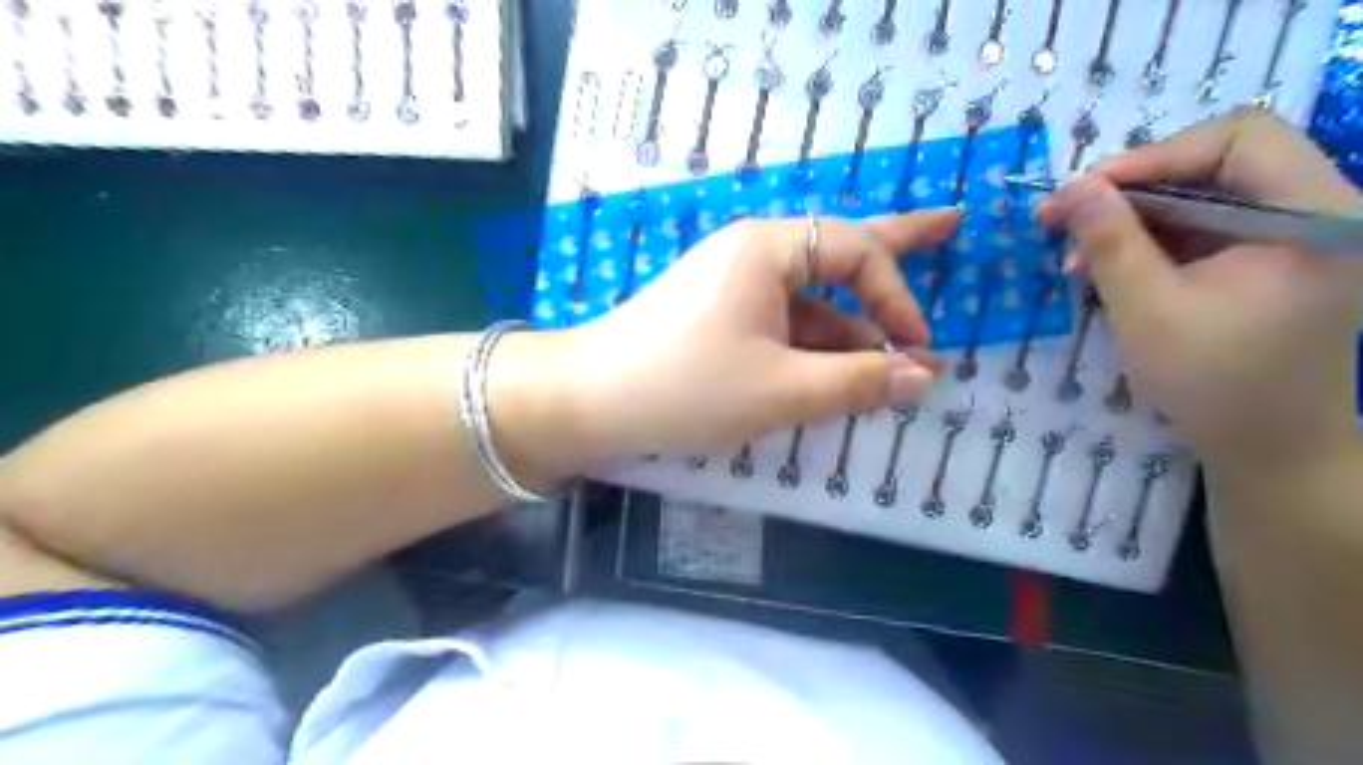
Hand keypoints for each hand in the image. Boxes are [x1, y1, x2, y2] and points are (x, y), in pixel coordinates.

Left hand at [550, 208, 957, 460]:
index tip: (918, 348)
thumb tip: (923, 375)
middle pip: (838, 248)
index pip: (856, 251)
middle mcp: (752, 255)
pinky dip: (813, 346)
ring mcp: (732, 286)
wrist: (590, 401)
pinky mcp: (718, 317)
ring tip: (893, 357)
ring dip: (850, 328)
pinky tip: (836, 372)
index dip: (897, 295)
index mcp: (768, 250)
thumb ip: (859, 380)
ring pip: (809, 299)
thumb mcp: (783, 390)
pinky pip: (781, 323)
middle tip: (951, 222)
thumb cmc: (688, 387)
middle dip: (896, 246)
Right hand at [1040, 104, 1355, 467]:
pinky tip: (1108, 266)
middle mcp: (1319, 208)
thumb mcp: (1146, 310)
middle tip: (1065, 217)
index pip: (1239, 138)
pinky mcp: (1272, 257)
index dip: (1153, 156)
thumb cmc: (1213, 383)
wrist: (1269, 447)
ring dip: (1133, 217)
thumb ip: (1109, 242)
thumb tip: (1069, 187)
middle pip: (1219, 160)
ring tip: (1076, 252)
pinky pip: (1205, 226)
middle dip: (1132, 188)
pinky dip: (1152, 240)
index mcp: (1313, 214)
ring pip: (1204, 193)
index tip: (1084, 191)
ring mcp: (1297, 233)